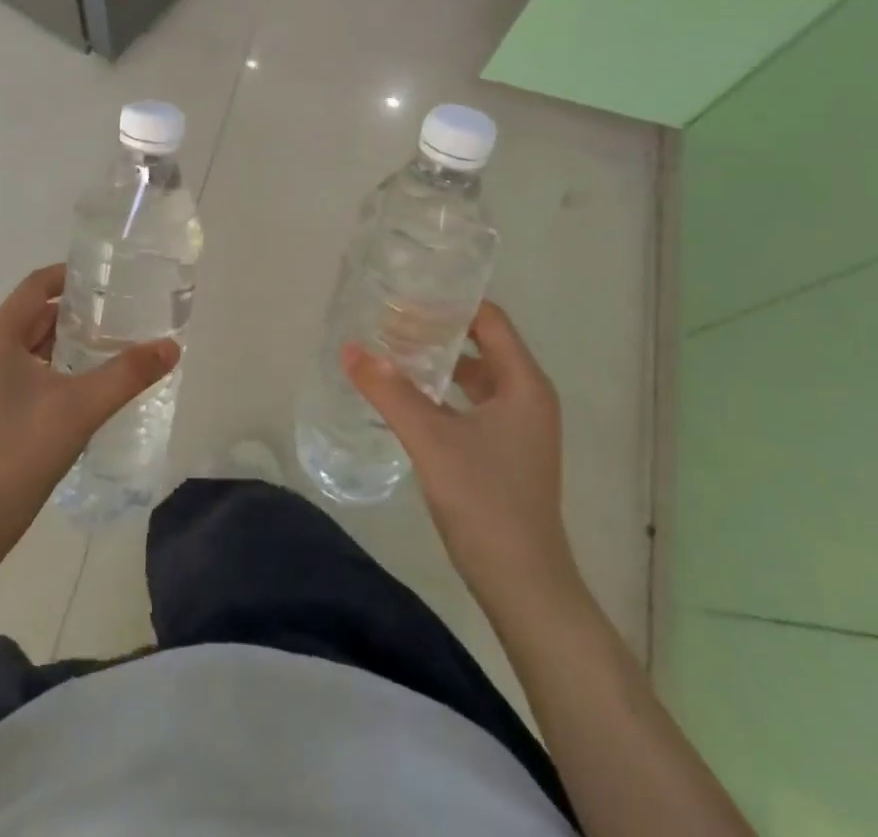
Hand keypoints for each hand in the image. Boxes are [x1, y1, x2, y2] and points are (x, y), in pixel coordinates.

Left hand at [0, 265, 178, 545]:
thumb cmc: (21, 449)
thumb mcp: (82, 406)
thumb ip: (128, 373)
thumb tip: (171, 347)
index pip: (36, 285)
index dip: (70, 276)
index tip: (108, 279)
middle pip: (35, 315)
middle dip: (76, 312)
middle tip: (120, 314)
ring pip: (31, 346)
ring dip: (67, 342)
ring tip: (111, 346)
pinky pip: (26, 371)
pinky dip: (56, 367)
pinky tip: (86, 385)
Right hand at [343, 301, 581, 625]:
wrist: (524, 586)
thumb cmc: (485, 501)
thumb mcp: (430, 439)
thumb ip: (388, 390)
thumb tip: (349, 348)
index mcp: (523, 383)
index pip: (488, 319)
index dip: (449, 302)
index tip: (406, 291)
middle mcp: (527, 397)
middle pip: (481, 344)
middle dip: (436, 330)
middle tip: (387, 319)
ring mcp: (519, 427)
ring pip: (474, 376)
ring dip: (436, 362)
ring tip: (390, 350)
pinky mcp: (505, 452)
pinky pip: (470, 404)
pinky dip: (441, 392)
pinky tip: (406, 396)